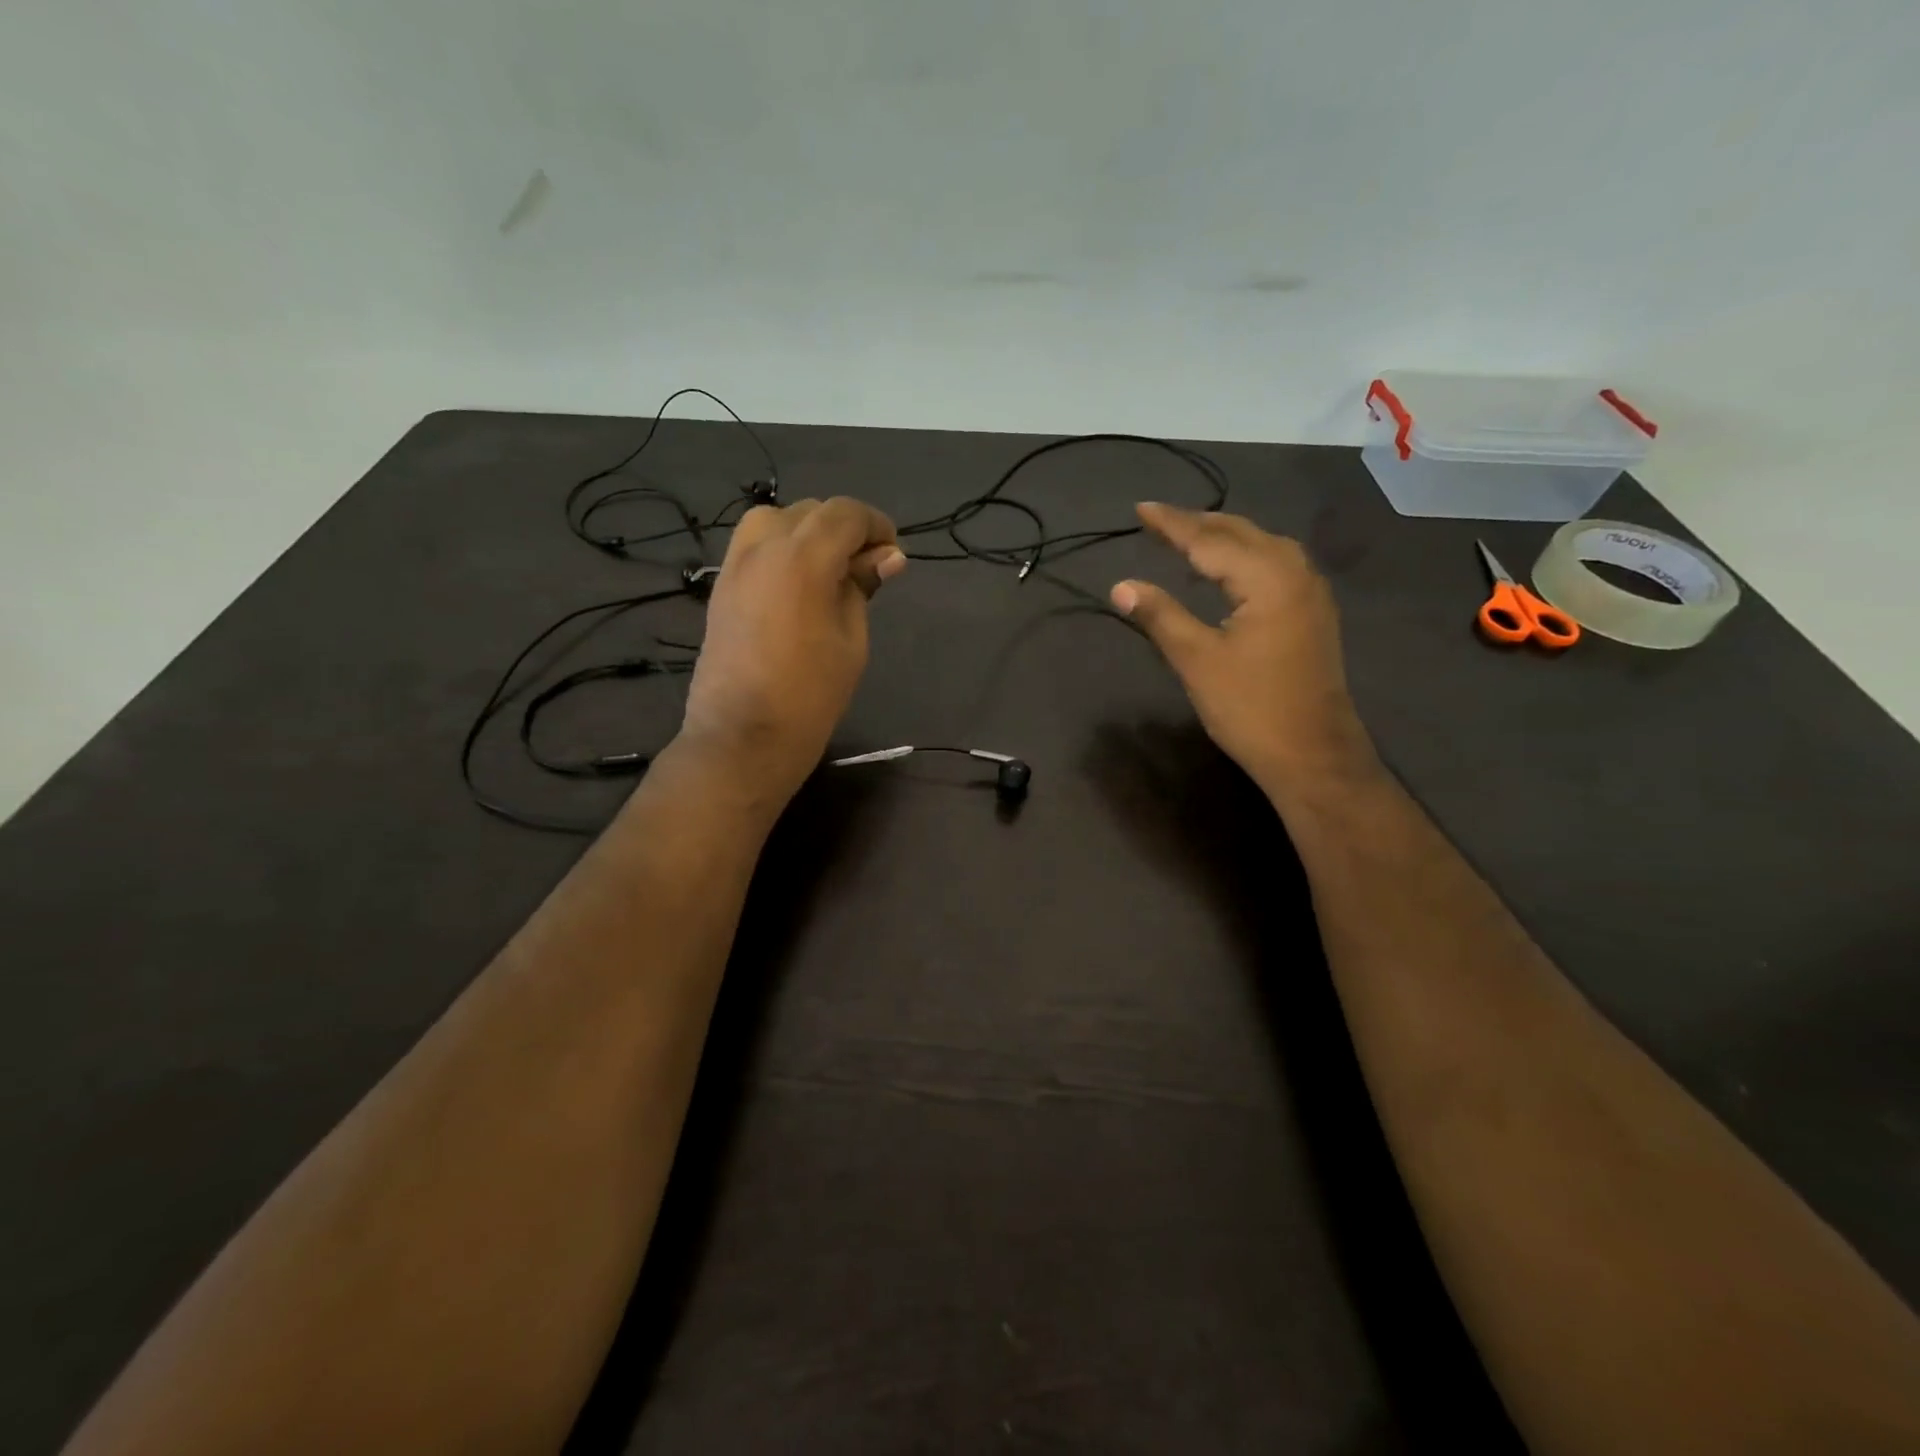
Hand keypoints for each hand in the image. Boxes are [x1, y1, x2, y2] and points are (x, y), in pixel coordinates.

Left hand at [681, 496, 905, 796]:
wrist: (742, 738)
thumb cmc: (810, 696)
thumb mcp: (851, 641)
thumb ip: (862, 589)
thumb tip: (886, 558)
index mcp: (803, 559)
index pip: (844, 514)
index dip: (875, 525)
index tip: (893, 553)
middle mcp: (763, 548)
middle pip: (810, 512)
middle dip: (844, 528)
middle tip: (866, 567)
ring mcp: (735, 566)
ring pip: (775, 520)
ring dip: (807, 532)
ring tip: (828, 570)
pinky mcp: (721, 588)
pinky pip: (754, 546)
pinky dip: (781, 548)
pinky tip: (798, 585)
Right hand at [1111, 502, 1378, 804]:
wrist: (1312, 753)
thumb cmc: (1250, 708)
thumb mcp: (1196, 660)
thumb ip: (1160, 615)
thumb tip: (1120, 586)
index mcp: (1267, 577)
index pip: (1209, 539)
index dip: (1172, 524)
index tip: (1141, 509)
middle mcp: (1295, 572)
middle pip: (1239, 533)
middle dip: (1197, 524)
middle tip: (1157, 520)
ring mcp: (1309, 592)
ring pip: (1261, 546)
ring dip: (1222, 538)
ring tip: (1186, 537)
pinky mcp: (1312, 612)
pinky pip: (1274, 564)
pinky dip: (1243, 557)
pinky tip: (1226, 570)